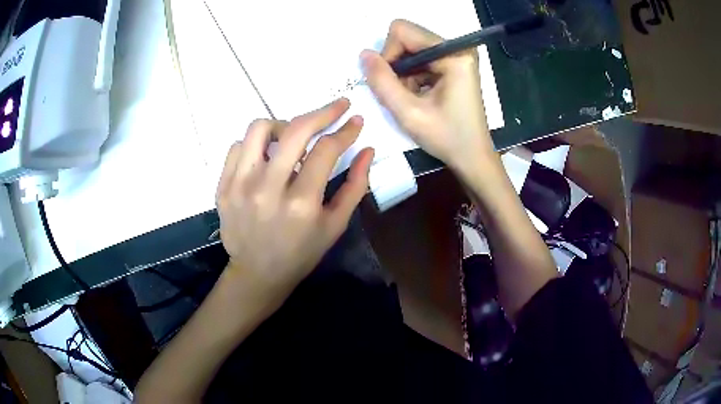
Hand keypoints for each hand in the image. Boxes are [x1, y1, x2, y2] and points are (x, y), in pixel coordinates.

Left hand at [216, 99, 373, 296]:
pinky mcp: (223, 186)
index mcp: (301, 204)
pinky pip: (238, 146)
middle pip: (295, 130)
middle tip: (336, 107)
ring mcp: (240, 186)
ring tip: (292, 138)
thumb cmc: (301, 252)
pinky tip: (266, 158)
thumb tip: (367, 150)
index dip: (346, 130)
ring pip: (259, 129)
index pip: (327, 150)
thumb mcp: (335, 225)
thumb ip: (355, 186)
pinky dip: (256, 144)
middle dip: (322, 112)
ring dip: (283, 125)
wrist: (258, 273)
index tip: (355, 120)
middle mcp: (268, 189)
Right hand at [361, 20, 493, 174]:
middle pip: (408, 38)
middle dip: (396, 64)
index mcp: (453, 54)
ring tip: (411, 99)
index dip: (388, 55)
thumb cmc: (446, 138)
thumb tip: (364, 54)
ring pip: (412, 50)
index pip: (404, 32)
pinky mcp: (454, 65)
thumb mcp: (408, 112)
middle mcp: (457, 48)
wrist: (472, 157)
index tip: (391, 83)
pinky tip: (419, 97)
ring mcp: (457, 56)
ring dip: (403, 74)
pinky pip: (421, 60)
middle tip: (400, 92)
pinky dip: (412, 77)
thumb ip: (382, 81)